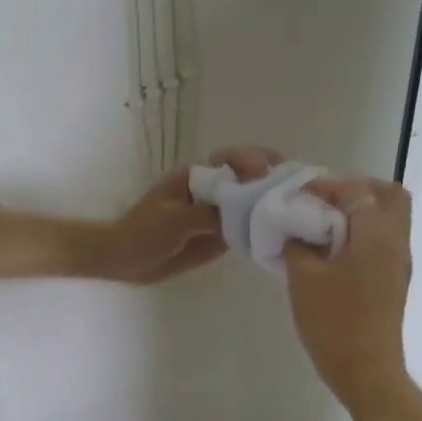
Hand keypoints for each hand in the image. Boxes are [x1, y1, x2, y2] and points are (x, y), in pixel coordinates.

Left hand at [94, 146, 283, 283]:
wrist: (123, 261)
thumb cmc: (142, 233)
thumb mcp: (174, 221)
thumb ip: (209, 214)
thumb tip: (245, 211)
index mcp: (197, 177)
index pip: (233, 159)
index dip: (255, 161)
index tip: (269, 172)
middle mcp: (212, 191)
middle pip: (249, 178)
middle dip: (273, 180)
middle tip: (296, 191)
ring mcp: (217, 213)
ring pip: (251, 204)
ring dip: (272, 206)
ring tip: (298, 213)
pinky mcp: (219, 236)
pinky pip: (245, 229)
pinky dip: (261, 230)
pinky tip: (281, 236)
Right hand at [283, 177, 413, 419]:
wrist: (366, 370)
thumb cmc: (333, 321)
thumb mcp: (303, 278)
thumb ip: (298, 245)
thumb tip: (297, 231)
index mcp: (376, 234)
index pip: (356, 191)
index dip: (326, 187)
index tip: (298, 196)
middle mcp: (396, 241)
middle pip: (389, 196)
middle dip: (356, 190)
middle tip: (323, 201)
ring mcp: (399, 262)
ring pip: (390, 218)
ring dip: (360, 211)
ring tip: (323, 225)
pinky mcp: (394, 279)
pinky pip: (384, 239)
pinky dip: (362, 232)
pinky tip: (332, 250)